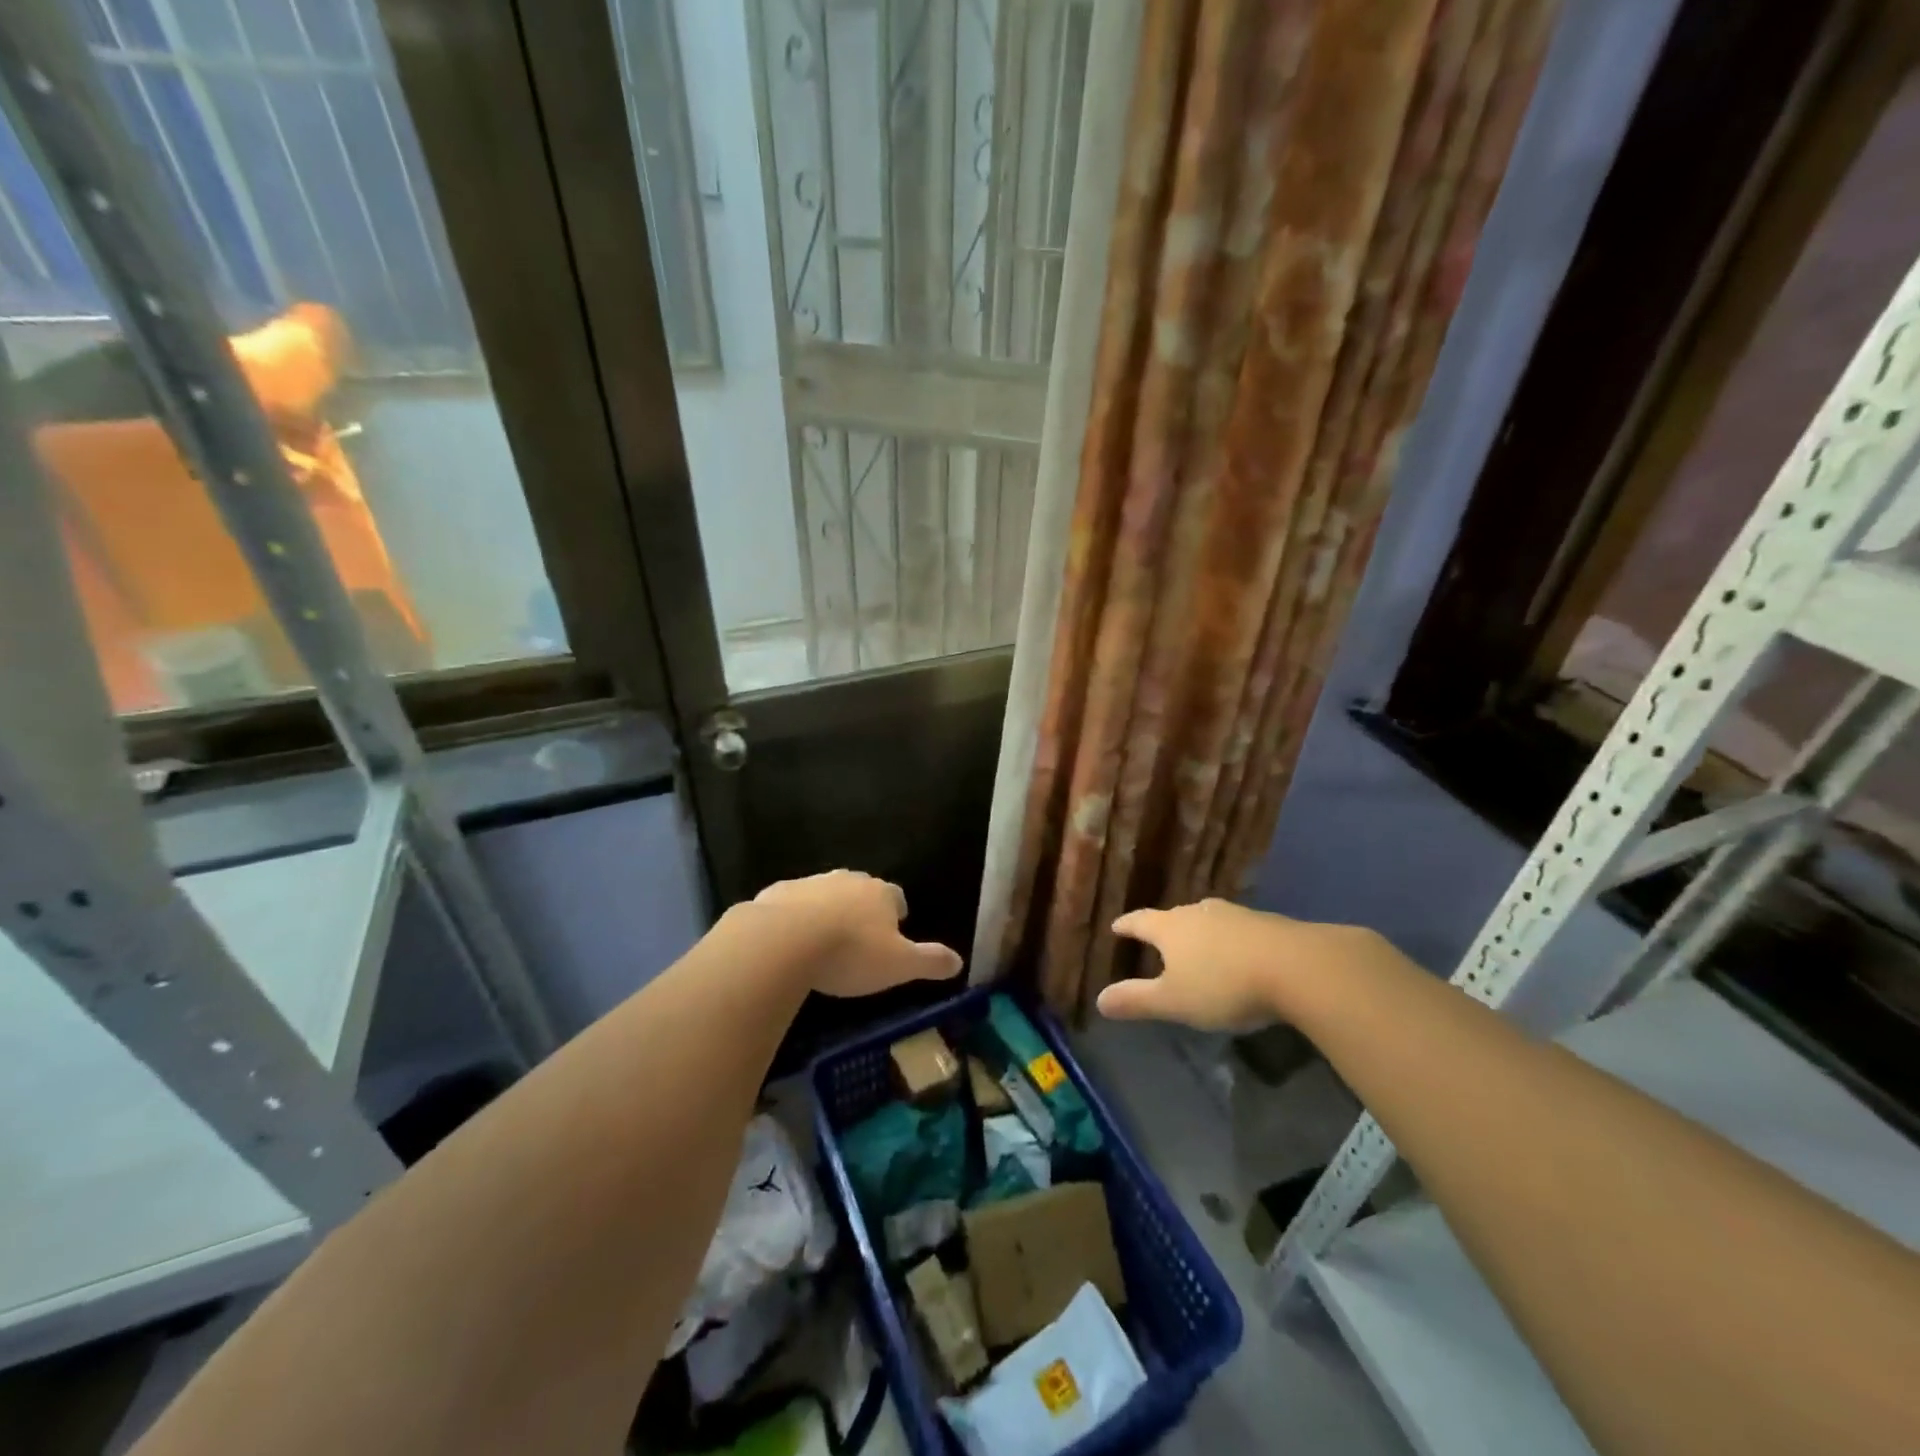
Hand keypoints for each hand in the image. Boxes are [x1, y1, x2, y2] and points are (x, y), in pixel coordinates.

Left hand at [752, 870, 962, 997]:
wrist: (784, 940)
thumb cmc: (851, 953)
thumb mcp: (899, 965)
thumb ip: (930, 961)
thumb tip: (960, 961)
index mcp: (880, 893)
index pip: (896, 896)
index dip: (897, 913)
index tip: (895, 929)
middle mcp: (847, 880)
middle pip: (861, 889)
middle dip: (862, 908)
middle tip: (860, 936)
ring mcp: (810, 883)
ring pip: (825, 893)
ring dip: (827, 910)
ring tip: (824, 939)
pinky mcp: (777, 893)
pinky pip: (791, 903)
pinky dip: (794, 916)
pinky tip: (789, 939)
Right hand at [1097, 899, 1388, 1031]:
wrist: (1297, 967)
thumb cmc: (1223, 984)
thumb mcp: (1174, 1001)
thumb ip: (1137, 1000)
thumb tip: (1099, 1000)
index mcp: (1170, 928)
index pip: (1140, 921)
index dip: (1126, 926)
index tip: (1116, 927)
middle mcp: (1199, 912)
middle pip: (1174, 917)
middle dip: (1164, 928)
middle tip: (1157, 940)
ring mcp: (1235, 915)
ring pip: (1207, 920)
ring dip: (1199, 933)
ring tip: (1197, 947)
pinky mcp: (1267, 924)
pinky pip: (1237, 930)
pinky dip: (1229, 941)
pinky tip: (1237, 955)